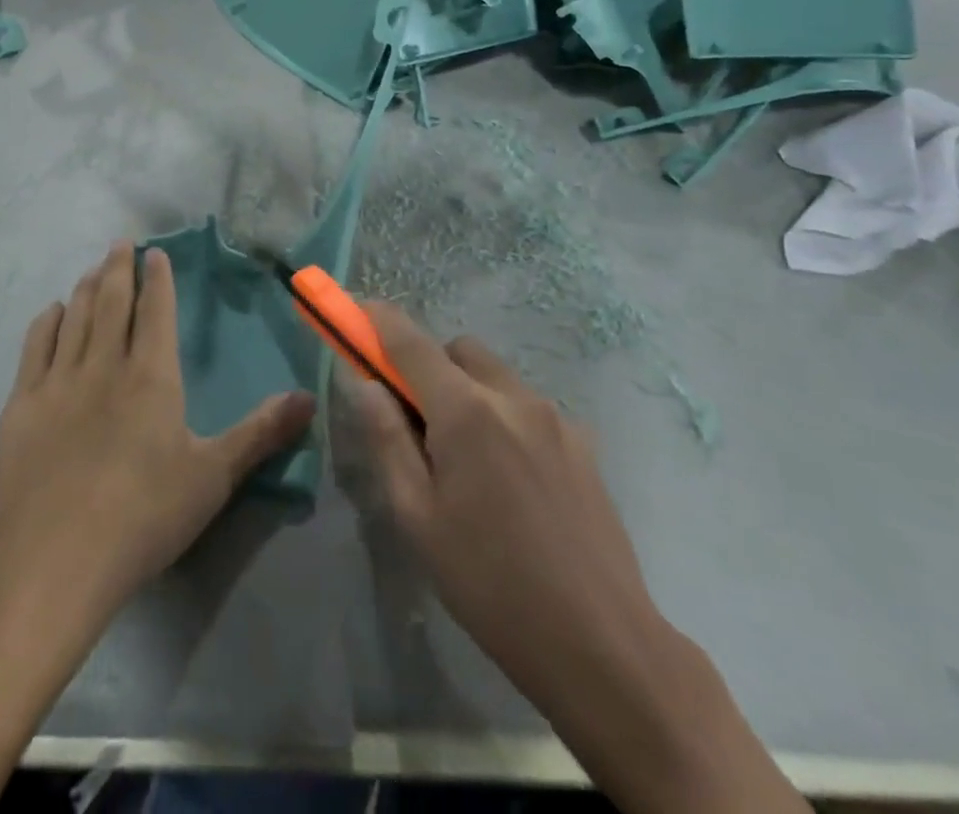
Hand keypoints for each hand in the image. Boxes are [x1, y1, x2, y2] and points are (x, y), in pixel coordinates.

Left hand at [0, 241, 315, 618]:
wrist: (55, 559)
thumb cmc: (144, 516)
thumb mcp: (213, 476)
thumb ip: (260, 432)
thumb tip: (309, 398)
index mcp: (151, 375)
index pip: (155, 311)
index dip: (157, 278)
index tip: (155, 252)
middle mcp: (104, 365)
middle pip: (112, 303)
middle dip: (119, 269)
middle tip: (120, 243)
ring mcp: (58, 382)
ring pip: (75, 317)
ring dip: (86, 288)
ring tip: (94, 269)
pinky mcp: (22, 405)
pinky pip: (35, 347)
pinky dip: (46, 322)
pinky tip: (52, 312)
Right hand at [354, 306, 810, 813]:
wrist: (603, 645)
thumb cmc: (490, 583)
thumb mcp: (417, 517)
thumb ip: (387, 439)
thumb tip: (365, 383)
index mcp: (466, 411)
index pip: (410, 341)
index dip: (377, 319)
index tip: (355, 313)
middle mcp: (513, 397)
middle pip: (458, 350)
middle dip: (427, 367)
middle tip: (416, 421)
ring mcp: (556, 418)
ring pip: (495, 376)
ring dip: (468, 392)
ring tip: (467, 463)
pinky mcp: (584, 444)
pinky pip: (528, 407)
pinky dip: (504, 418)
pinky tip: (511, 482)